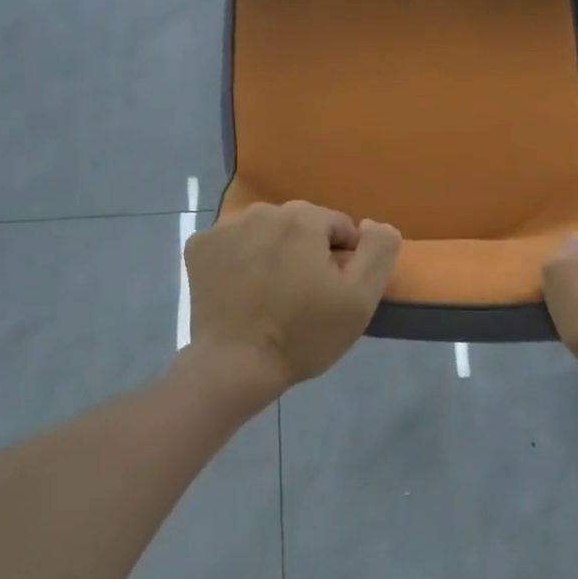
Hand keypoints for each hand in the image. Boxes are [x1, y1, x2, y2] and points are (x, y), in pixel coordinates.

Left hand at [183, 201, 402, 400]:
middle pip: (300, 225)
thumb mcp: (360, 299)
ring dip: (273, 252)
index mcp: (303, 218)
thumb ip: (379, 250)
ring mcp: (225, 227)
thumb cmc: (302, 334)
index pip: (338, 226)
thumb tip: (373, 223)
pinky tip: (241, 290)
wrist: (234, 367)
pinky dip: (238, 259)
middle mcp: (262, 211)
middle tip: (302, 296)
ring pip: (265, 232)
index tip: (330, 292)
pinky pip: (232, 244)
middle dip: (306, 252)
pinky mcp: (199, 247)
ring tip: (270, 294)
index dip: (342, 259)